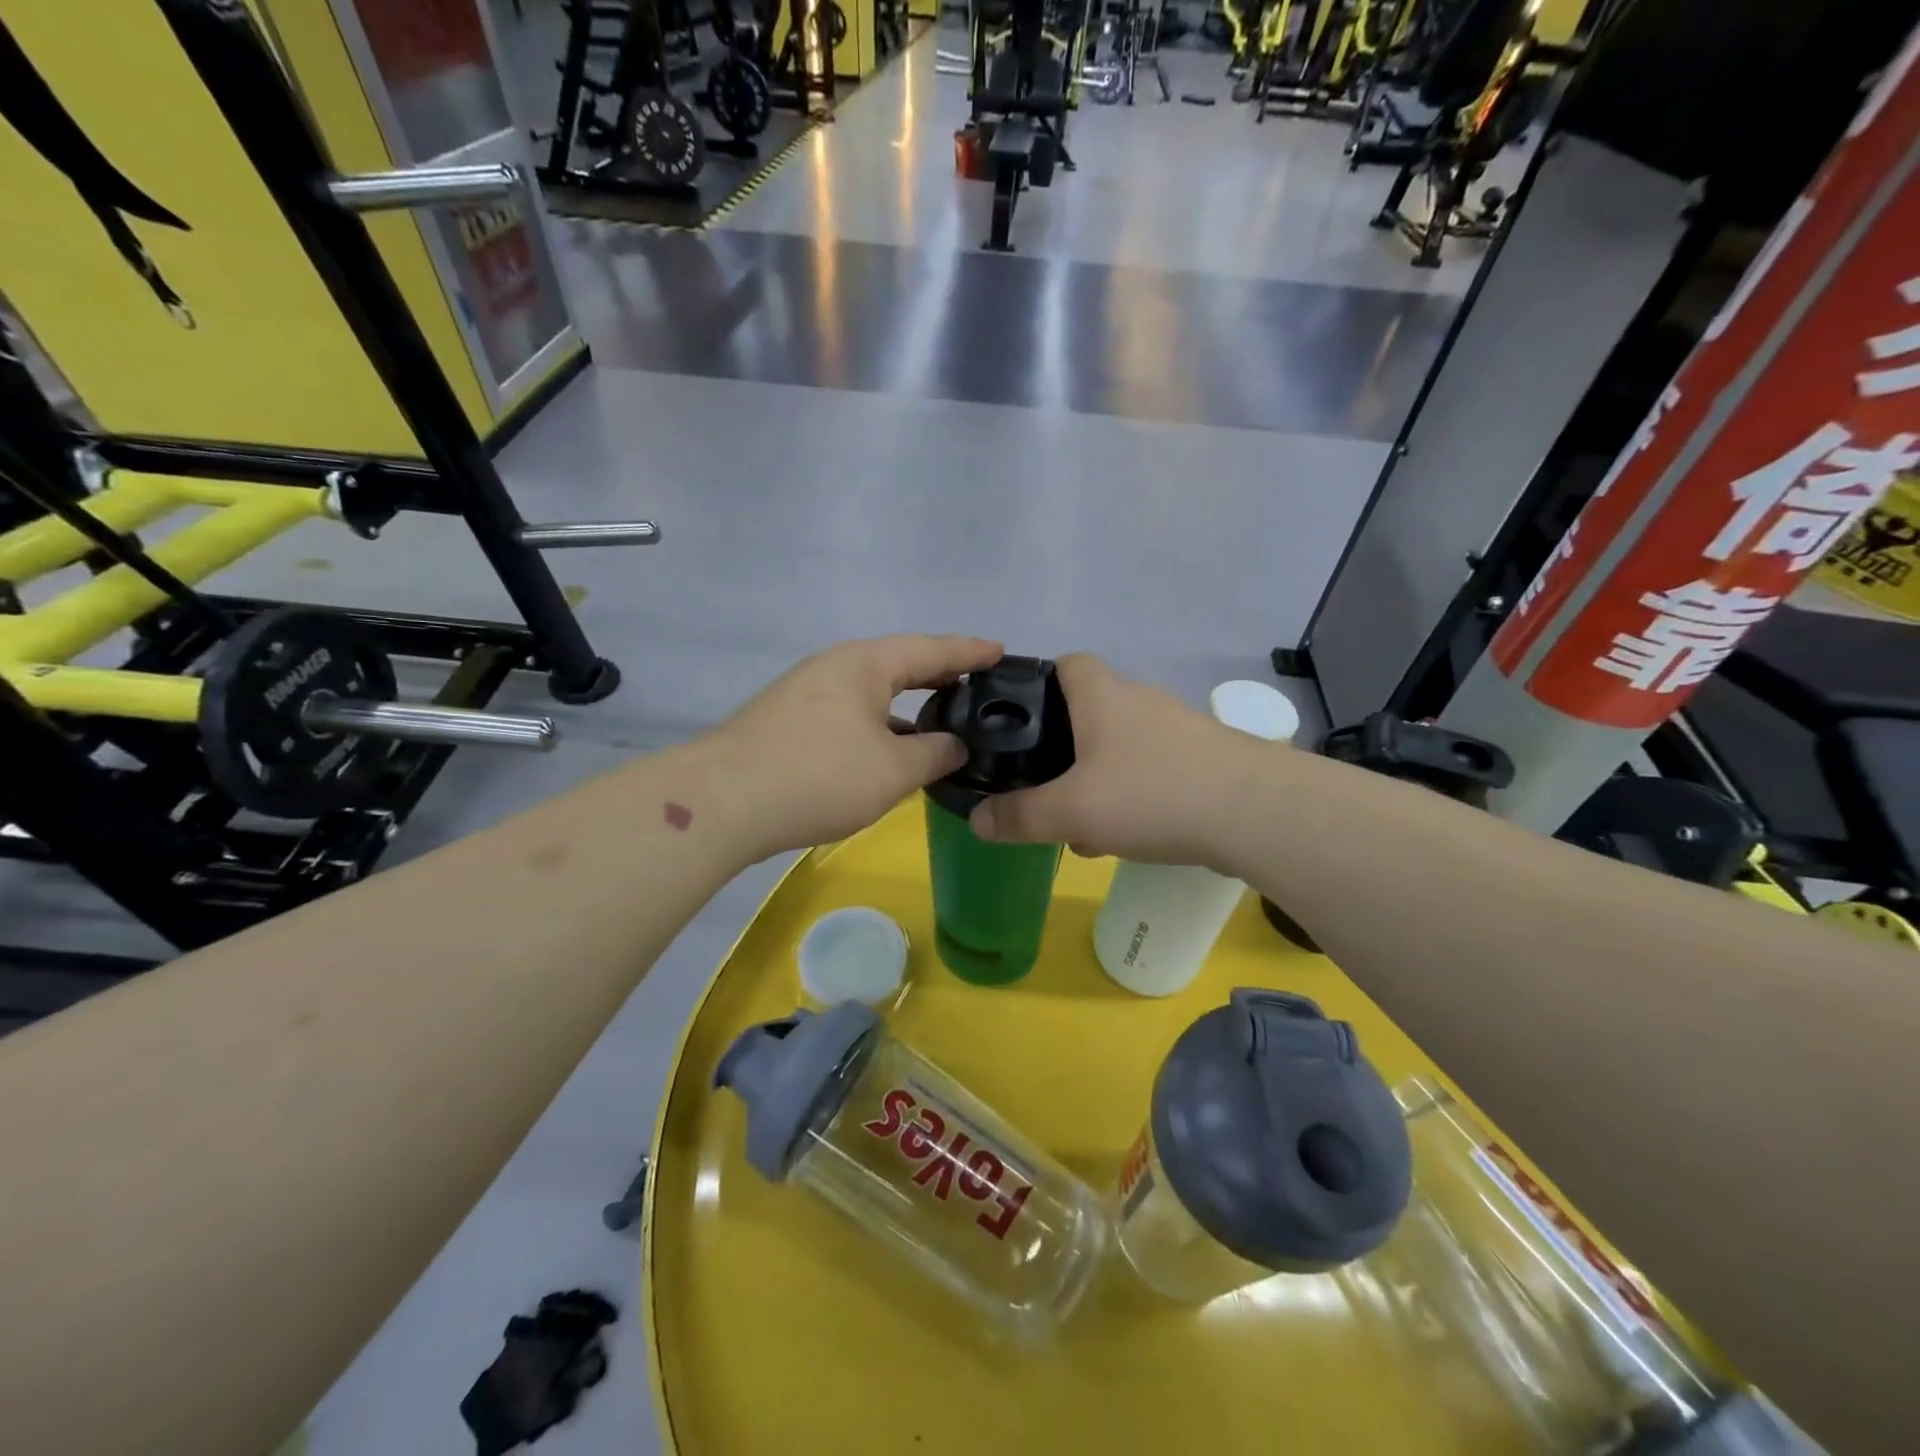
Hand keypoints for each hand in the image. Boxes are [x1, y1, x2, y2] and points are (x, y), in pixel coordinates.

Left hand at [710, 634, 1003, 859]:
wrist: (722, 802)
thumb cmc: (818, 776)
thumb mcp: (892, 770)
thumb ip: (935, 754)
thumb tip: (956, 744)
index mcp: (866, 664)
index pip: (932, 649)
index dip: (971, 652)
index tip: (1002, 652)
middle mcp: (836, 667)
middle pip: (901, 663)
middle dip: (941, 674)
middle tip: (979, 684)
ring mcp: (808, 692)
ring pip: (873, 691)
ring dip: (909, 704)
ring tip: (943, 717)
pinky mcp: (790, 721)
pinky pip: (852, 712)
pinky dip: (881, 723)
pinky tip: (892, 748)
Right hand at [969, 655, 1267, 867]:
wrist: (1258, 813)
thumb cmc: (1152, 794)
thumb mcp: (1073, 811)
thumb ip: (1021, 816)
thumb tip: (977, 820)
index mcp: (1104, 696)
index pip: (1066, 663)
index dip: (1038, 684)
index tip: (1019, 723)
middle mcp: (1141, 701)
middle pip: (1091, 711)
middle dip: (1064, 749)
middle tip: (1046, 789)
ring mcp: (1179, 730)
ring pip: (1122, 748)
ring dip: (1099, 780)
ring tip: (1085, 828)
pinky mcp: (1206, 759)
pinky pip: (1154, 771)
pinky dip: (1135, 796)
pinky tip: (1131, 836)